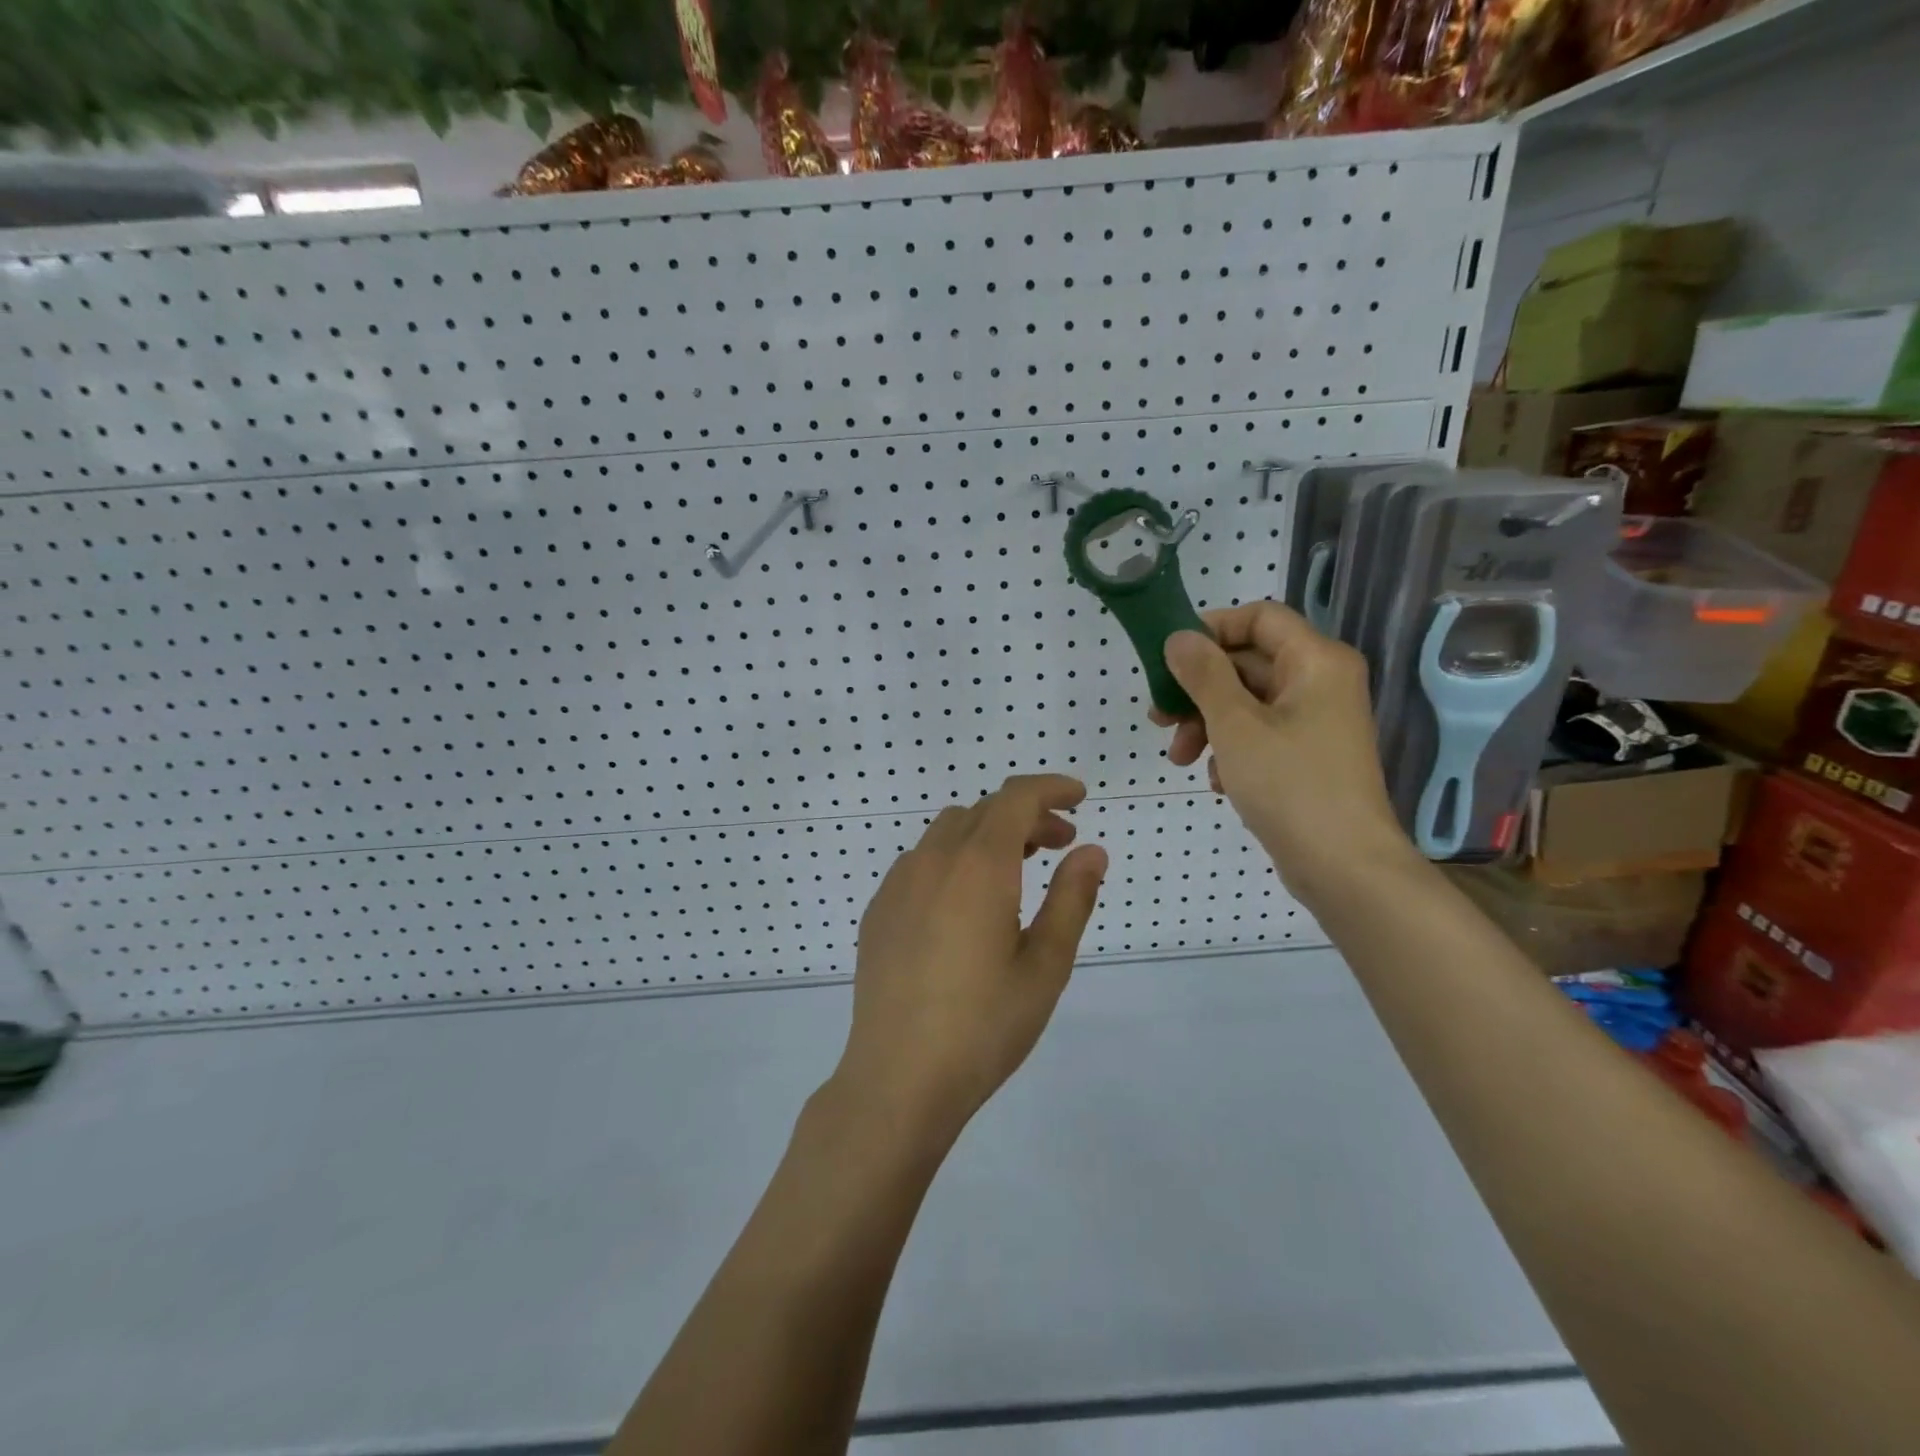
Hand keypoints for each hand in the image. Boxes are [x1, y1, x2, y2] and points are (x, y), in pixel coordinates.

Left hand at [836, 775, 1107, 1139]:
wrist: (898, 1078)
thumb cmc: (984, 1025)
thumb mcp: (1045, 965)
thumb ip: (1072, 899)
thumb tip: (1092, 851)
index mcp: (979, 866)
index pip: (1016, 798)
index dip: (1051, 788)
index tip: (1079, 798)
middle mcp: (933, 860)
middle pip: (984, 811)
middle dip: (1027, 815)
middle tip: (1061, 844)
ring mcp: (898, 884)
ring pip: (948, 832)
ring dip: (988, 834)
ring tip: (1017, 869)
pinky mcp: (879, 910)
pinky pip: (921, 861)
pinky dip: (954, 858)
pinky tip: (966, 904)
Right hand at [1153, 602, 1415, 898]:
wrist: (1344, 867)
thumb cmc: (1290, 785)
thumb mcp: (1235, 724)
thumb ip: (1204, 674)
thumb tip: (1180, 637)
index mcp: (1316, 661)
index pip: (1258, 617)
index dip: (1210, 630)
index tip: (1168, 659)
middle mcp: (1321, 682)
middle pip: (1247, 663)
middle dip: (1198, 690)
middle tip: (1159, 718)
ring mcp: (1316, 721)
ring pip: (1247, 702)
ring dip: (1207, 724)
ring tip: (1181, 759)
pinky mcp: (1308, 755)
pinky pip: (1260, 734)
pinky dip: (1232, 749)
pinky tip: (1218, 781)